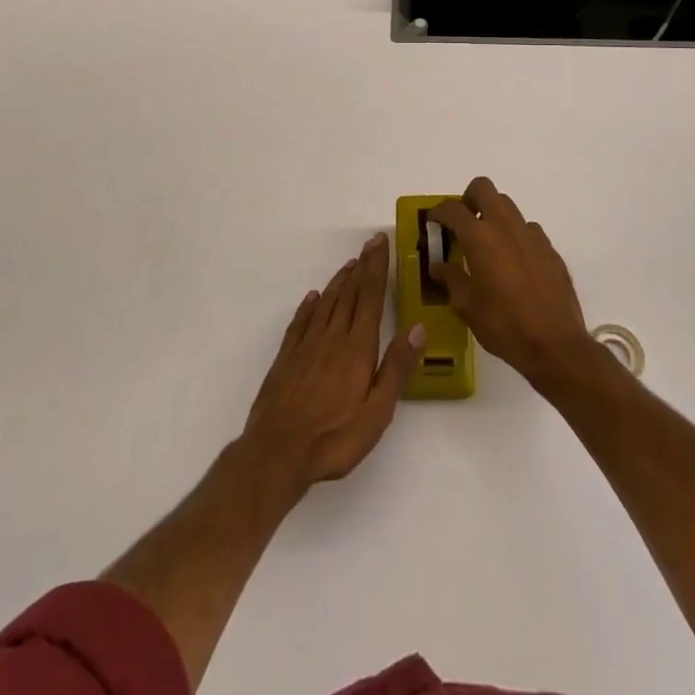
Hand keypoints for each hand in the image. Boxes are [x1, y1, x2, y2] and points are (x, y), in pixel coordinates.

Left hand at [242, 232, 424, 487]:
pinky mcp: (287, 358)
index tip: (380, 242)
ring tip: (350, 264)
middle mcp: (332, 337)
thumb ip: (397, 367)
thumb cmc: (335, 437)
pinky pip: (301, 322)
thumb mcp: (377, 411)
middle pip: (350, 293)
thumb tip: (417, 327)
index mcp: (357, 348)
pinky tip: (313, 298)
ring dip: (340, 281)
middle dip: (362, 266)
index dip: (376, 268)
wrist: (278, 452)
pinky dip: (309, 306)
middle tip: (370, 243)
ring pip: (327, 303)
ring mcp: (306, 346)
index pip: (370, 297)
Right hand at [428, 177, 593, 391]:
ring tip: (487, 243)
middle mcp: (505, 226)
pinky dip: (515, 235)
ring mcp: (531, 235)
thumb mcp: (466, 306)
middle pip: (484, 188)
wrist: (555, 344)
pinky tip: (514, 262)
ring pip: (508, 205)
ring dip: (493, 214)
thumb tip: (439, 266)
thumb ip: (450, 279)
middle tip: (462, 222)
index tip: (433, 221)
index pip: (453, 209)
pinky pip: (527, 229)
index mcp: (480, 237)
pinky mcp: (550, 248)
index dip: (438, 211)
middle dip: (469, 198)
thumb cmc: (503, 325)